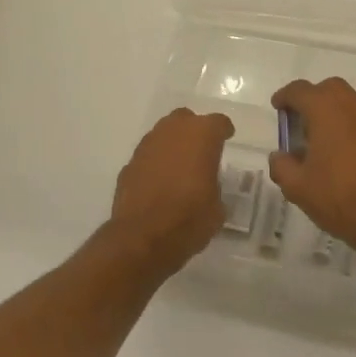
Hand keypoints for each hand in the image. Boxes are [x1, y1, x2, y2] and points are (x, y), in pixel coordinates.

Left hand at [108, 108, 235, 277]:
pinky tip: (159, 182)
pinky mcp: (129, 163)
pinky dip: (155, 163)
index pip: (218, 122)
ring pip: (163, 134)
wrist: (143, 237)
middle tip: (201, 150)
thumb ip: (214, 186)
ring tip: (180, 166)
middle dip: (194, 131)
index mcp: (201, 136)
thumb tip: (208, 187)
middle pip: (185, 119)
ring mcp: (147, 145)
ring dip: (172, 145)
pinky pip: (148, 155)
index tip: (226, 139)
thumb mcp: (217, 207)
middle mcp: (172, 131)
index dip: (223, 131)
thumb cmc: (190, 218)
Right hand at [268, 78, 355, 272]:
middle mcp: (352, 108)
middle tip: (299, 120)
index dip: (285, 97)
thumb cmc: (338, 197)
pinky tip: (339, 154)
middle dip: (312, 98)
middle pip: (329, 89)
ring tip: (318, 139)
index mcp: (326, 110)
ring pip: (348, 103)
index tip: (277, 108)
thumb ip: (282, 166)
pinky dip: (347, 127)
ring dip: (331, 111)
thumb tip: (279, 156)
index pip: (300, 90)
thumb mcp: (297, 187)